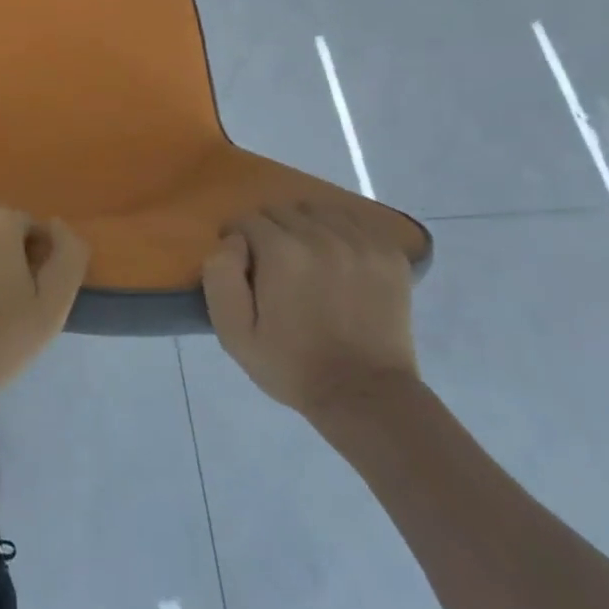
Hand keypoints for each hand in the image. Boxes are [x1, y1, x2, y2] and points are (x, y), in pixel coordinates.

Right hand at [201, 203, 419, 422]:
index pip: (246, 219)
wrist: (367, 398)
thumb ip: (219, 275)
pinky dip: (340, 232)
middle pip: (280, 210)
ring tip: (308, 260)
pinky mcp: (389, 253)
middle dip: (270, 232)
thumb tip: (232, 239)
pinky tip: (338, 258)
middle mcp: (320, 236)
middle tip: (275, 266)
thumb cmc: (293, 366)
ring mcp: (360, 242)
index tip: (244, 266)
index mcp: (281, 251)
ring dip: (305, 228)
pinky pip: (353, 221)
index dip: (239, 240)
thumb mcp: (234, 332)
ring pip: (316, 210)